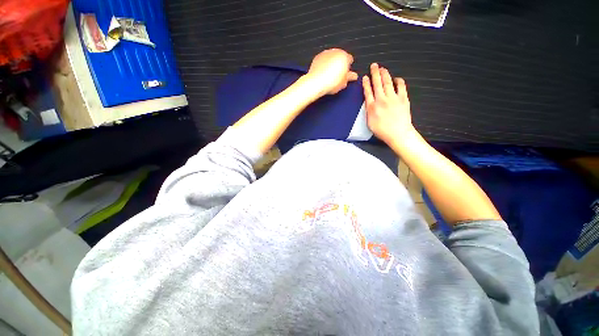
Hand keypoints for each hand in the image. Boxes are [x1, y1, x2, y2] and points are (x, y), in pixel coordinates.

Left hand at [306, 48, 357, 94]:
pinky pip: (323, 60)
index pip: (349, 59)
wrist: (316, 82)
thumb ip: (350, 77)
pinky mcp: (317, 57)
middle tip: (337, 75)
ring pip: (331, 58)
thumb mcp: (343, 82)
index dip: (348, 67)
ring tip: (329, 75)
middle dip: (340, 64)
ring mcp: (325, 53)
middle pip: (340, 57)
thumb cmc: (331, 82)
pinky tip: (323, 73)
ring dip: (331, 63)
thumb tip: (354, 76)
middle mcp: (335, 51)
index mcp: (344, 56)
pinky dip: (324, 65)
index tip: (346, 74)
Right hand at [362, 63, 414, 145]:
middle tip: (374, 65)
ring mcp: (393, 98)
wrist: (398, 133)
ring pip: (387, 82)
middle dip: (375, 73)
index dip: (366, 83)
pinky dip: (398, 81)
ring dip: (385, 74)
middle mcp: (381, 100)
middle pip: (377, 84)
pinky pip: (401, 86)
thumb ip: (369, 111)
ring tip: (382, 68)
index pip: (367, 92)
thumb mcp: (370, 123)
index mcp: (372, 107)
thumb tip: (369, 103)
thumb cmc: (382, 131)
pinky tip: (396, 78)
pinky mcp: (403, 98)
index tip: (365, 77)